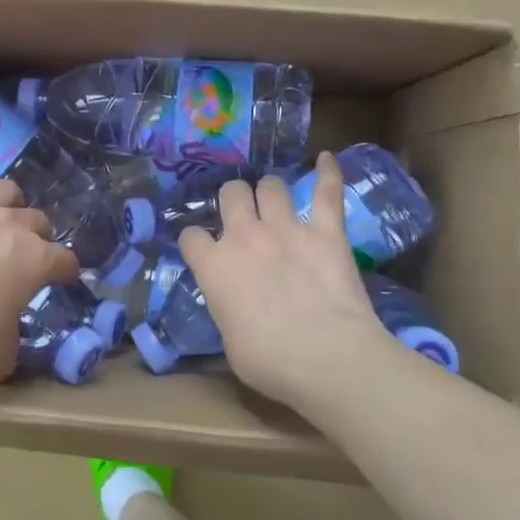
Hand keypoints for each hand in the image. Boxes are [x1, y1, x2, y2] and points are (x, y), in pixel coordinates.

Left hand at [0, 179, 78, 380]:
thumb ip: (7, 350)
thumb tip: (0, 364)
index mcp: (35, 259)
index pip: (64, 260)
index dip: (67, 270)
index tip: (65, 279)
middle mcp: (10, 226)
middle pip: (38, 219)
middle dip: (40, 234)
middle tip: (32, 252)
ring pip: (3, 190)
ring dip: (8, 202)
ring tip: (2, 216)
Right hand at [178, 152, 393, 410]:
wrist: (327, 359)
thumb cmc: (270, 362)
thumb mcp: (229, 341)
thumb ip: (226, 308)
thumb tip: (234, 306)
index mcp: (213, 266)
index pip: (191, 236)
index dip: (196, 242)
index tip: (204, 252)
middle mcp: (244, 236)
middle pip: (230, 194)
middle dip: (233, 201)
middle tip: (242, 217)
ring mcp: (286, 229)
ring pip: (271, 186)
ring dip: (270, 192)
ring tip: (275, 201)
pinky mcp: (326, 231)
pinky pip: (327, 192)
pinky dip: (328, 173)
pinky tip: (327, 158)